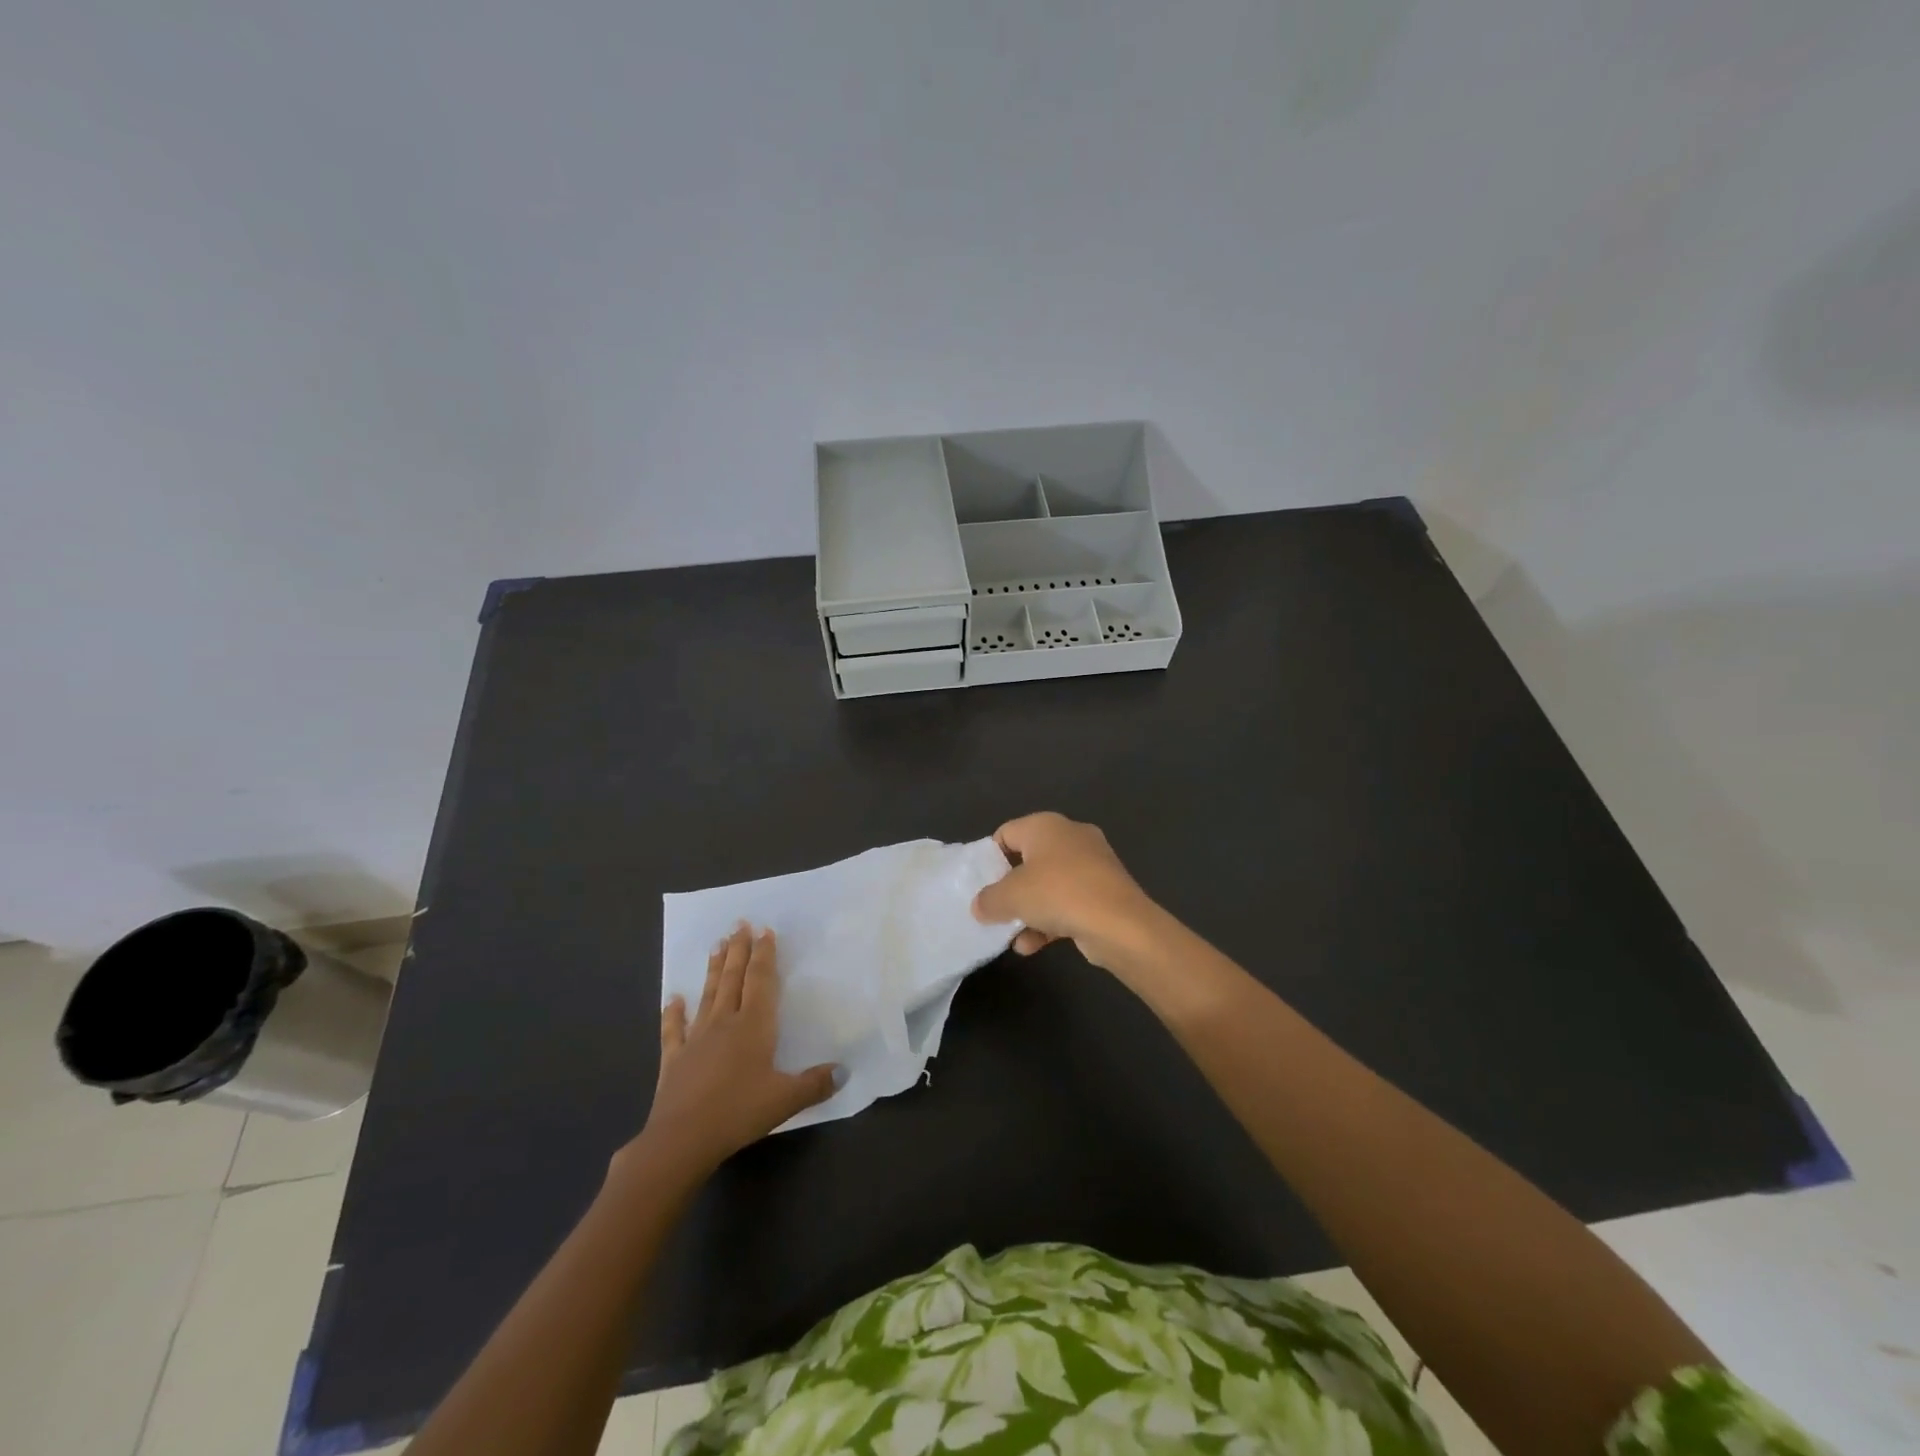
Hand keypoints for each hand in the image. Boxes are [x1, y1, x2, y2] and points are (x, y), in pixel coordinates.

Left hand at [631, 924, 838, 1179]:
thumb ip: (815, 1083)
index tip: (765, 931)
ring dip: (713, 969)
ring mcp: (696, 1038)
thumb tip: (844, 1072)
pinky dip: (673, 1012)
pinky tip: (673, 997)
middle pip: (733, 979)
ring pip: (708, 995)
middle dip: (738, 950)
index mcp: (754, 1026)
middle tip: (739, 924)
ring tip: (716, 944)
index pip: (761, 981)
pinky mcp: (674, 1058)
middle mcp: (725, 1023)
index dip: (764, 956)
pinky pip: (674, 1029)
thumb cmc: (738, 1112)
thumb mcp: (786, 1100)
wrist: (681, 1139)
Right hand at [971, 812, 1161, 969]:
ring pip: (1049, 885)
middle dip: (1011, 889)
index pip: (1006, 833)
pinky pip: (1069, 902)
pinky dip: (1051, 921)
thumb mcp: (1010, 897)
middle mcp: (1070, 837)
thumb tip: (980, 906)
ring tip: (1014, 937)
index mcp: (1046, 825)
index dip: (989, 858)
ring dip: (1029, 911)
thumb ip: (988, 900)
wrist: (1120, 924)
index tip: (981, 885)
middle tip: (995, 910)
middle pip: (1028, 861)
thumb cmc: (1058, 894)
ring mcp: (1092, 864)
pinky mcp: (1105, 891)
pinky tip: (1033, 946)